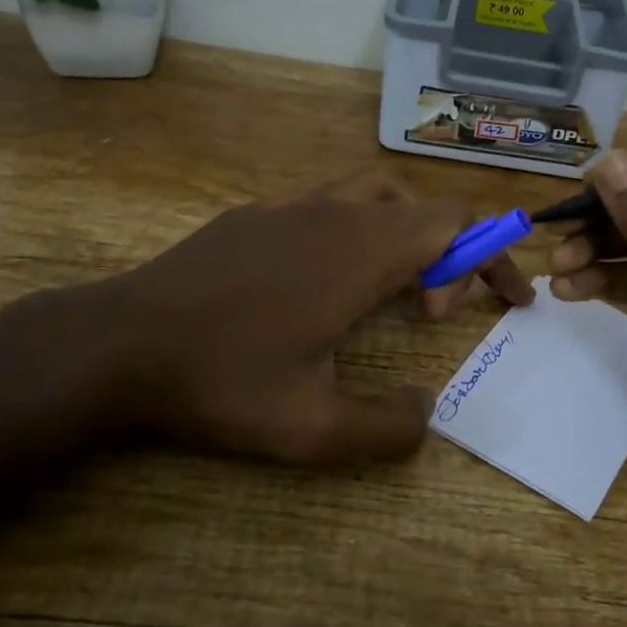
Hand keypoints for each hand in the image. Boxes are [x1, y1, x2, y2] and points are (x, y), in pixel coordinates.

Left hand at [42, 169, 533, 465]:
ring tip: (394, 289)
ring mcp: (291, 207)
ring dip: (407, 234)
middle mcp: (335, 214)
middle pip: (425, 207)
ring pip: (378, 196)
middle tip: (435, 315)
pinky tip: (322, 284)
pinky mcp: (255, 215)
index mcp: (362, 252)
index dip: (495, 255)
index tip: (509, 301)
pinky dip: (356, 233)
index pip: (457, 223)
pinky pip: (328, 207)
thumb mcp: (311, 429)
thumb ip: (386, 429)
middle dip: (454, 254)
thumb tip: (428, 413)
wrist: (118, 344)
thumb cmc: (222, 381)